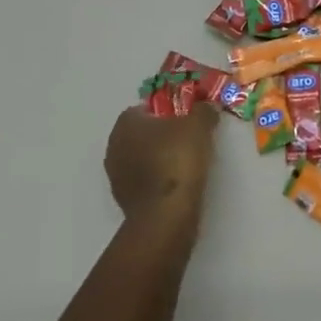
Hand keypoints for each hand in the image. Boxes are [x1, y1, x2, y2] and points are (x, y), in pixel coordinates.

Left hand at [104, 105, 219, 225]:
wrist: (165, 214)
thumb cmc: (178, 160)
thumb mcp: (199, 126)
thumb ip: (203, 111)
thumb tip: (206, 106)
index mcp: (126, 122)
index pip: (146, 108)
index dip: (168, 112)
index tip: (187, 120)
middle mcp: (114, 144)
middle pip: (142, 133)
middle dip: (162, 135)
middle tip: (188, 141)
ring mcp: (115, 174)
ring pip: (140, 157)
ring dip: (158, 159)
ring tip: (184, 165)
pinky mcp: (122, 198)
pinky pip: (142, 180)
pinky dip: (156, 180)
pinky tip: (175, 185)